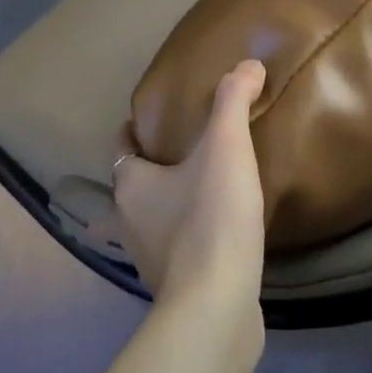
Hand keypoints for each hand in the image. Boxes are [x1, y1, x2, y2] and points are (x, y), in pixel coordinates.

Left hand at [111, 60, 267, 308]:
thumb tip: (249, 64)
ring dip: (158, 211)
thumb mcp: (226, 147)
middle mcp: (128, 222)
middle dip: (140, 176)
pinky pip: (172, 254)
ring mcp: (147, 261)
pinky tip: (212, 237)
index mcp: (131, 184)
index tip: (154, 120)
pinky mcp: (173, 289)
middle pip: (126, 189)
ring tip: (189, 196)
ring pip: (143, 225)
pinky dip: (182, 242)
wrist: (216, 308)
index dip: (134, 131)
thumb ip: (234, 101)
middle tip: (172, 159)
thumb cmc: (211, 219)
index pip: (122, 147)